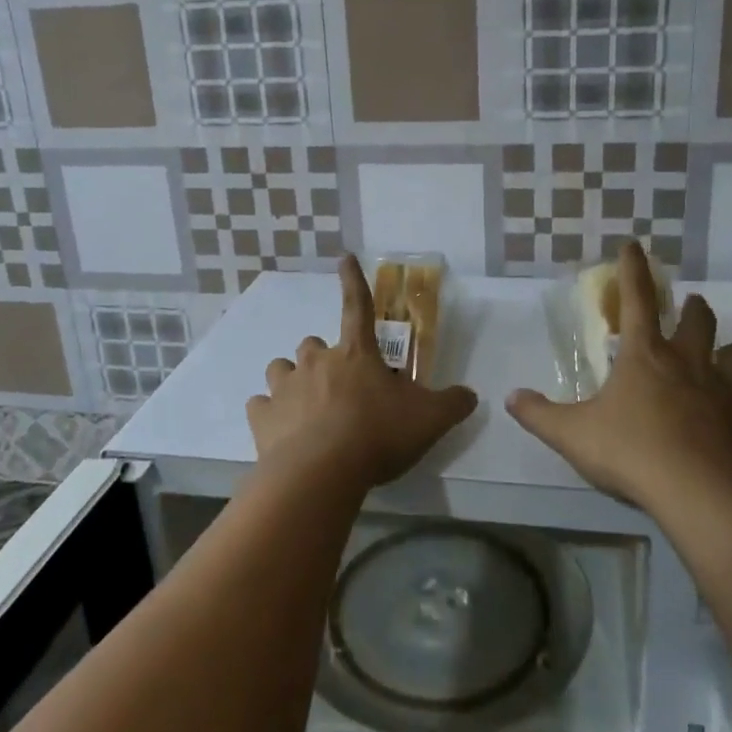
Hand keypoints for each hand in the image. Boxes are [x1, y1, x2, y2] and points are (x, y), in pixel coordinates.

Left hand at [247, 255, 478, 489]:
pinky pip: (260, 406)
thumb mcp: (429, 420)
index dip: (353, 280)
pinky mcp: (262, 416)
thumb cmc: (377, 436)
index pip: (357, 305)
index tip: (344, 257)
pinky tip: (282, 432)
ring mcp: (285, 387)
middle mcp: (316, 361)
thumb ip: (453, 404)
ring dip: (293, 380)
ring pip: (282, 368)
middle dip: (323, 358)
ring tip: (306, 407)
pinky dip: (270, 414)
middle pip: (313, 344)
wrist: (321, 473)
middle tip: (339, 386)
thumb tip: (471, 395)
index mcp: (356, 354)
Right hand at [506, 242, 731, 509]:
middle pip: (700, 320)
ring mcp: (728, 394)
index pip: (636, 300)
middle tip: (689, 307)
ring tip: (725, 360)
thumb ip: (539, 414)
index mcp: (646, 356)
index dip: (632, 270)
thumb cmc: (631, 452)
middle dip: (693, 308)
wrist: (700, 494)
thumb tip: (511, 397)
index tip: (634, 246)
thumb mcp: (571, 434)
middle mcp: (691, 364)